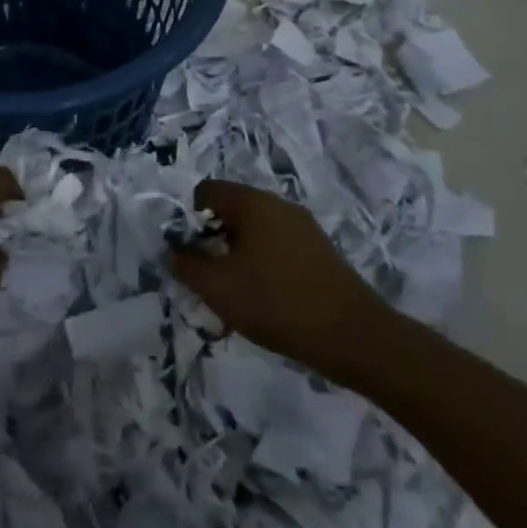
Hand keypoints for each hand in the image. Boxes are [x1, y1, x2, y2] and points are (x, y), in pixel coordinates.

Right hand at [166, 180, 386, 373]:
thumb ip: (186, 266)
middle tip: (209, 276)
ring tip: (236, 292)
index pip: (207, 191)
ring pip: (256, 230)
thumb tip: (173, 252)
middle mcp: (279, 205)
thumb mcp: (217, 287)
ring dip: (238, 254)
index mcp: (252, 203)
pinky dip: (263, 264)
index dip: (189, 218)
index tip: (190, 252)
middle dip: (213, 239)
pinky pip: (278, 246)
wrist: (353, 336)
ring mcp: (304, 227)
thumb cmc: (275, 302)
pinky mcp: (320, 251)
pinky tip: (266, 298)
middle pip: (232, 209)